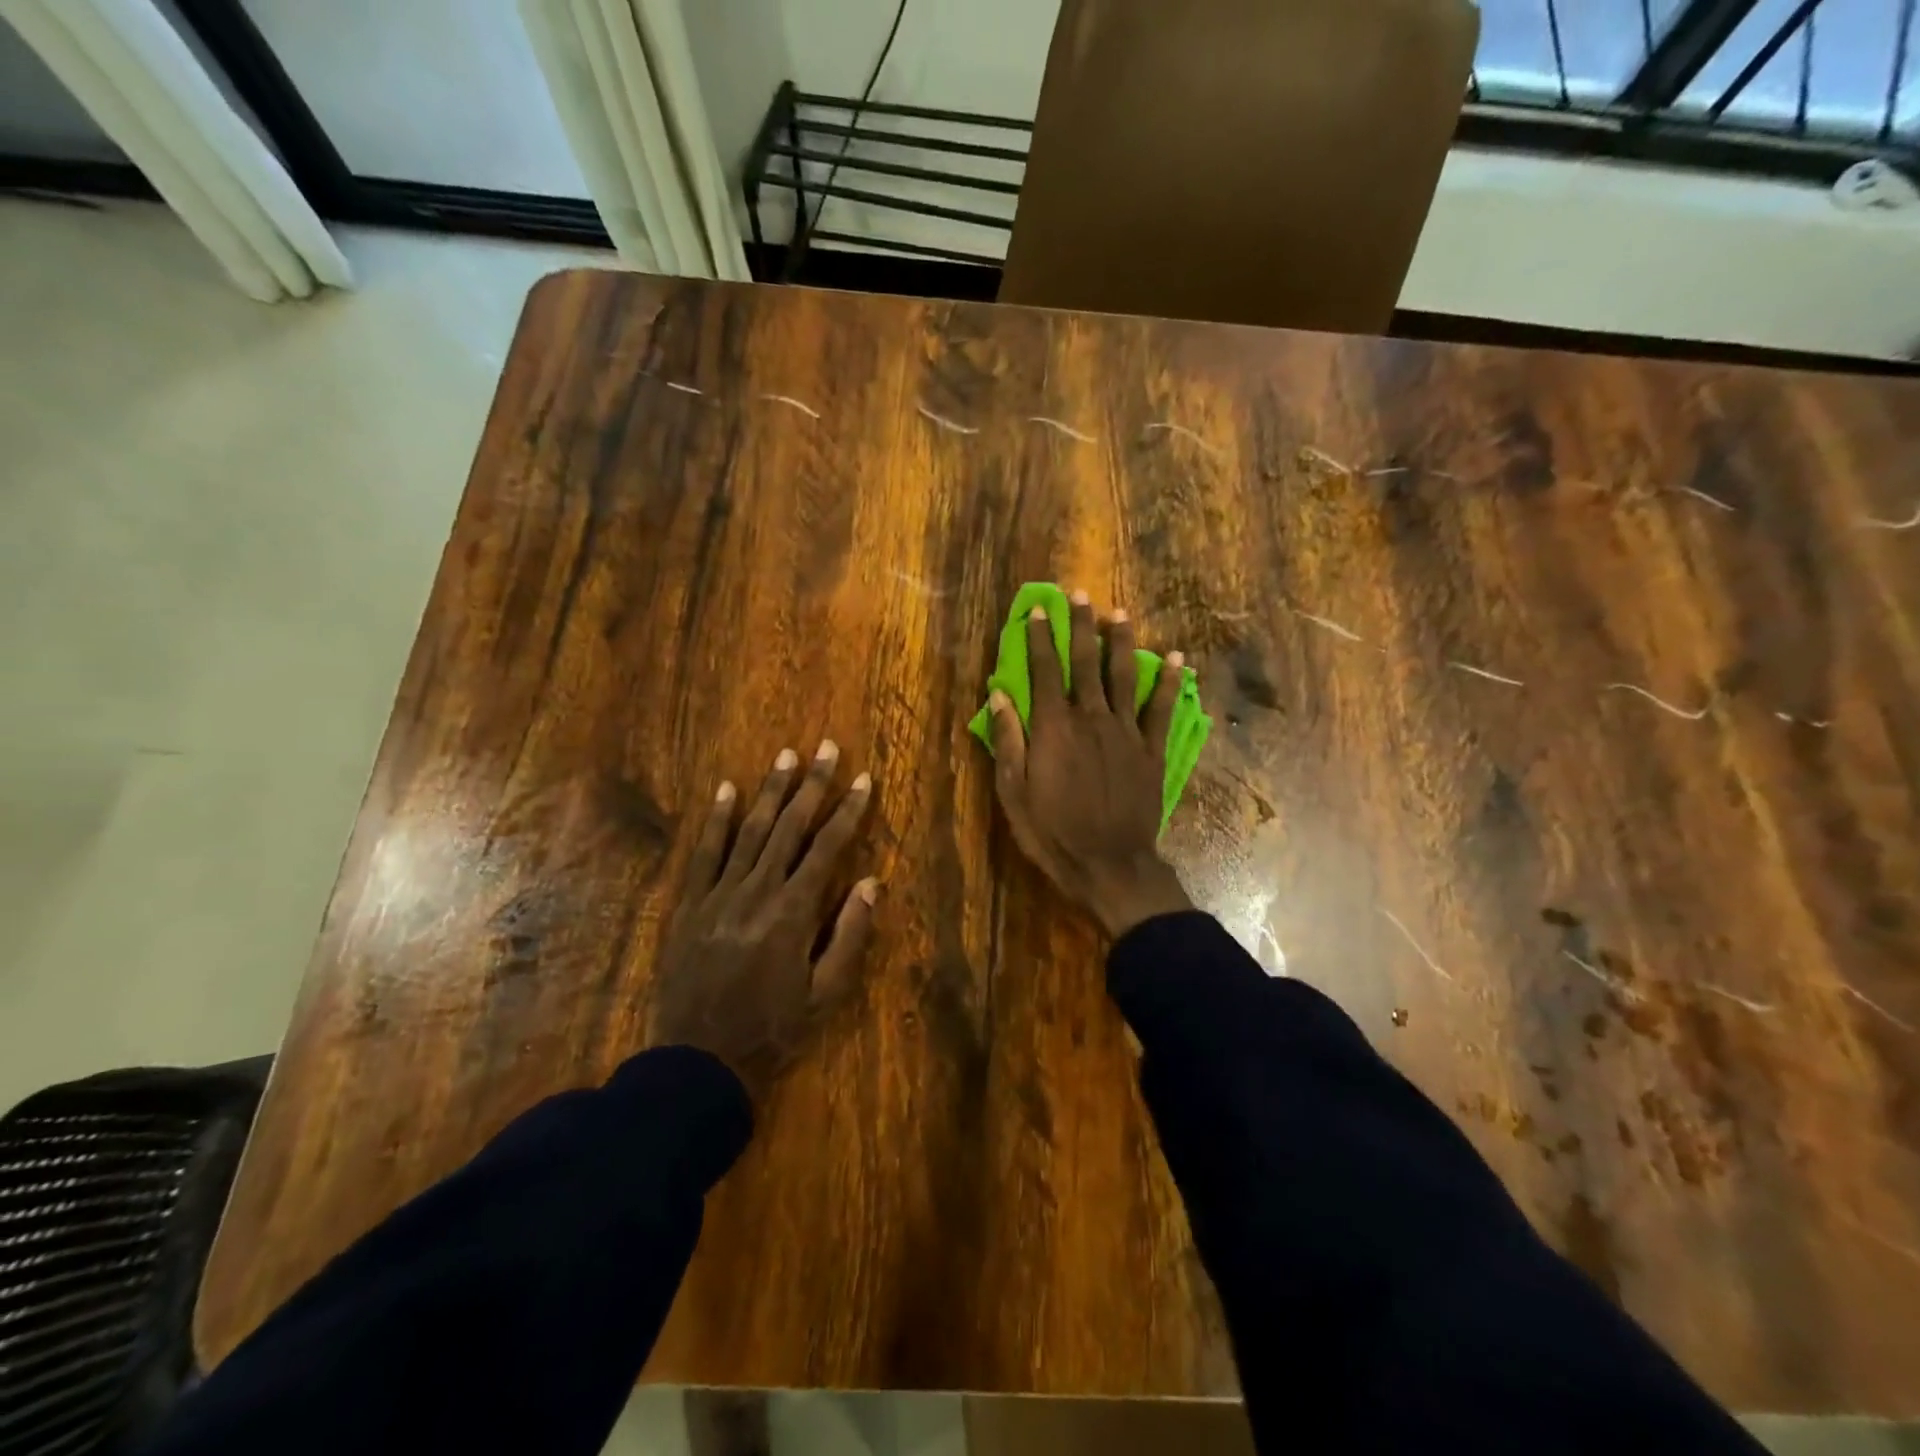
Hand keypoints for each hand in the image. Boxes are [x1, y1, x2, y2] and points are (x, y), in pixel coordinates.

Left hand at [650, 741, 877, 1098]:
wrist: (698, 1061)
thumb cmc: (772, 1030)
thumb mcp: (825, 994)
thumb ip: (849, 935)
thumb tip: (870, 881)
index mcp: (793, 912)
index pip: (827, 847)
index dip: (848, 810)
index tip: (863, 779)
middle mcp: (757, 891)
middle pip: (789, 827)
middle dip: (812, 784)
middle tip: (826, 747)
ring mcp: (718, 895)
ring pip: (749, 830)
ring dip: (770, 790)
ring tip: (786, 755)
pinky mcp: (689, 905)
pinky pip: (704, 853)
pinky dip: (715, 819)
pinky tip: (725, 789)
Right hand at [988, 591, 1194, 938]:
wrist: (1110, 865)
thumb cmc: (1053, 832)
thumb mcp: (1014, 793)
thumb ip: (1008, 741)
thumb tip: (999, 695)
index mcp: (1054, 728)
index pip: (1045, 670)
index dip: (1041, 637)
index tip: (1039, 608)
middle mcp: (1091, 719)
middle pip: (1085, 662)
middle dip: (1081, 626)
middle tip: (1080, 594)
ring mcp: (1126, 733)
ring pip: (1123, 676)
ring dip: (1120, 642)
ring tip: (1119, 613)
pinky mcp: (1151, 751)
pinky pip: (1162, 710)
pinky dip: (1170, 683)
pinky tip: (1176, 660)